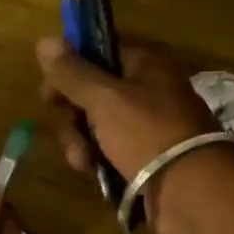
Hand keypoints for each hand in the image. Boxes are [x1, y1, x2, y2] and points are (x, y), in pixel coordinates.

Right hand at [35, 36, 233, 233]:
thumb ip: (72, 73)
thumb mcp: (106, 98)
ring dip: (81, 143)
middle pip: (95, 94)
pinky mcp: (144, 162)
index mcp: (147, 65)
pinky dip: (98, 162)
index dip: (70, 67)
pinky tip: (94, 174)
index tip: (47, 91)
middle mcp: (149, 93)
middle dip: (74, 115)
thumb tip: (43, 40)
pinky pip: (110, 155)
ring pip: (98, 128)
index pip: (101, 52)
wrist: (190, 192)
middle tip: (69, 129)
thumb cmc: (149, 134)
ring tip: (83, 161)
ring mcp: (147, 130)